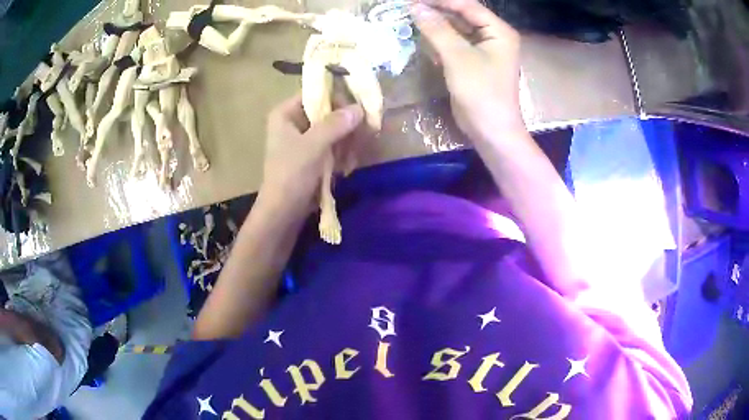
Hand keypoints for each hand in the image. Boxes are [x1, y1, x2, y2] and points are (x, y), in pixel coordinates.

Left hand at [260, 94, 363, 205]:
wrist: (283, 213)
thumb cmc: (291, 175)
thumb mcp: (313, 146)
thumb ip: (336, 124)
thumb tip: (359, 108)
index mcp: (286, 113)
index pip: (315, 93)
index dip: (338, 96)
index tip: (359, 105)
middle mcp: (294, 122)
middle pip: (326, 111)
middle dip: (346, 122)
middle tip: (365, 130)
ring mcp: (303, 140)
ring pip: (332, 129)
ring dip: (346, 140)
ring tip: (355, 154)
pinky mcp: (312, 156)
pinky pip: (332, 145)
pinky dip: (342, 152)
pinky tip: (348, 165)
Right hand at [412, 0, 523, 142]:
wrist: (491, 130)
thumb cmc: (481, 91)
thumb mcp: (457, 57)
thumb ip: (436, 29)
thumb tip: (415, 7)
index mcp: (498, 31)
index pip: (467, 6)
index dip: (441, 1)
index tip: (414, 0)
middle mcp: (494, 37)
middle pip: (462, 16)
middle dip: (437, 12)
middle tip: (409, 8)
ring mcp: (484, 50)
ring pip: (457, 30)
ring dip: (436, 26)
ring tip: (411, 19)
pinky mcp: (474, 63)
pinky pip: (456, 44)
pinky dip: (440, 40)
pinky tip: (423, 37)